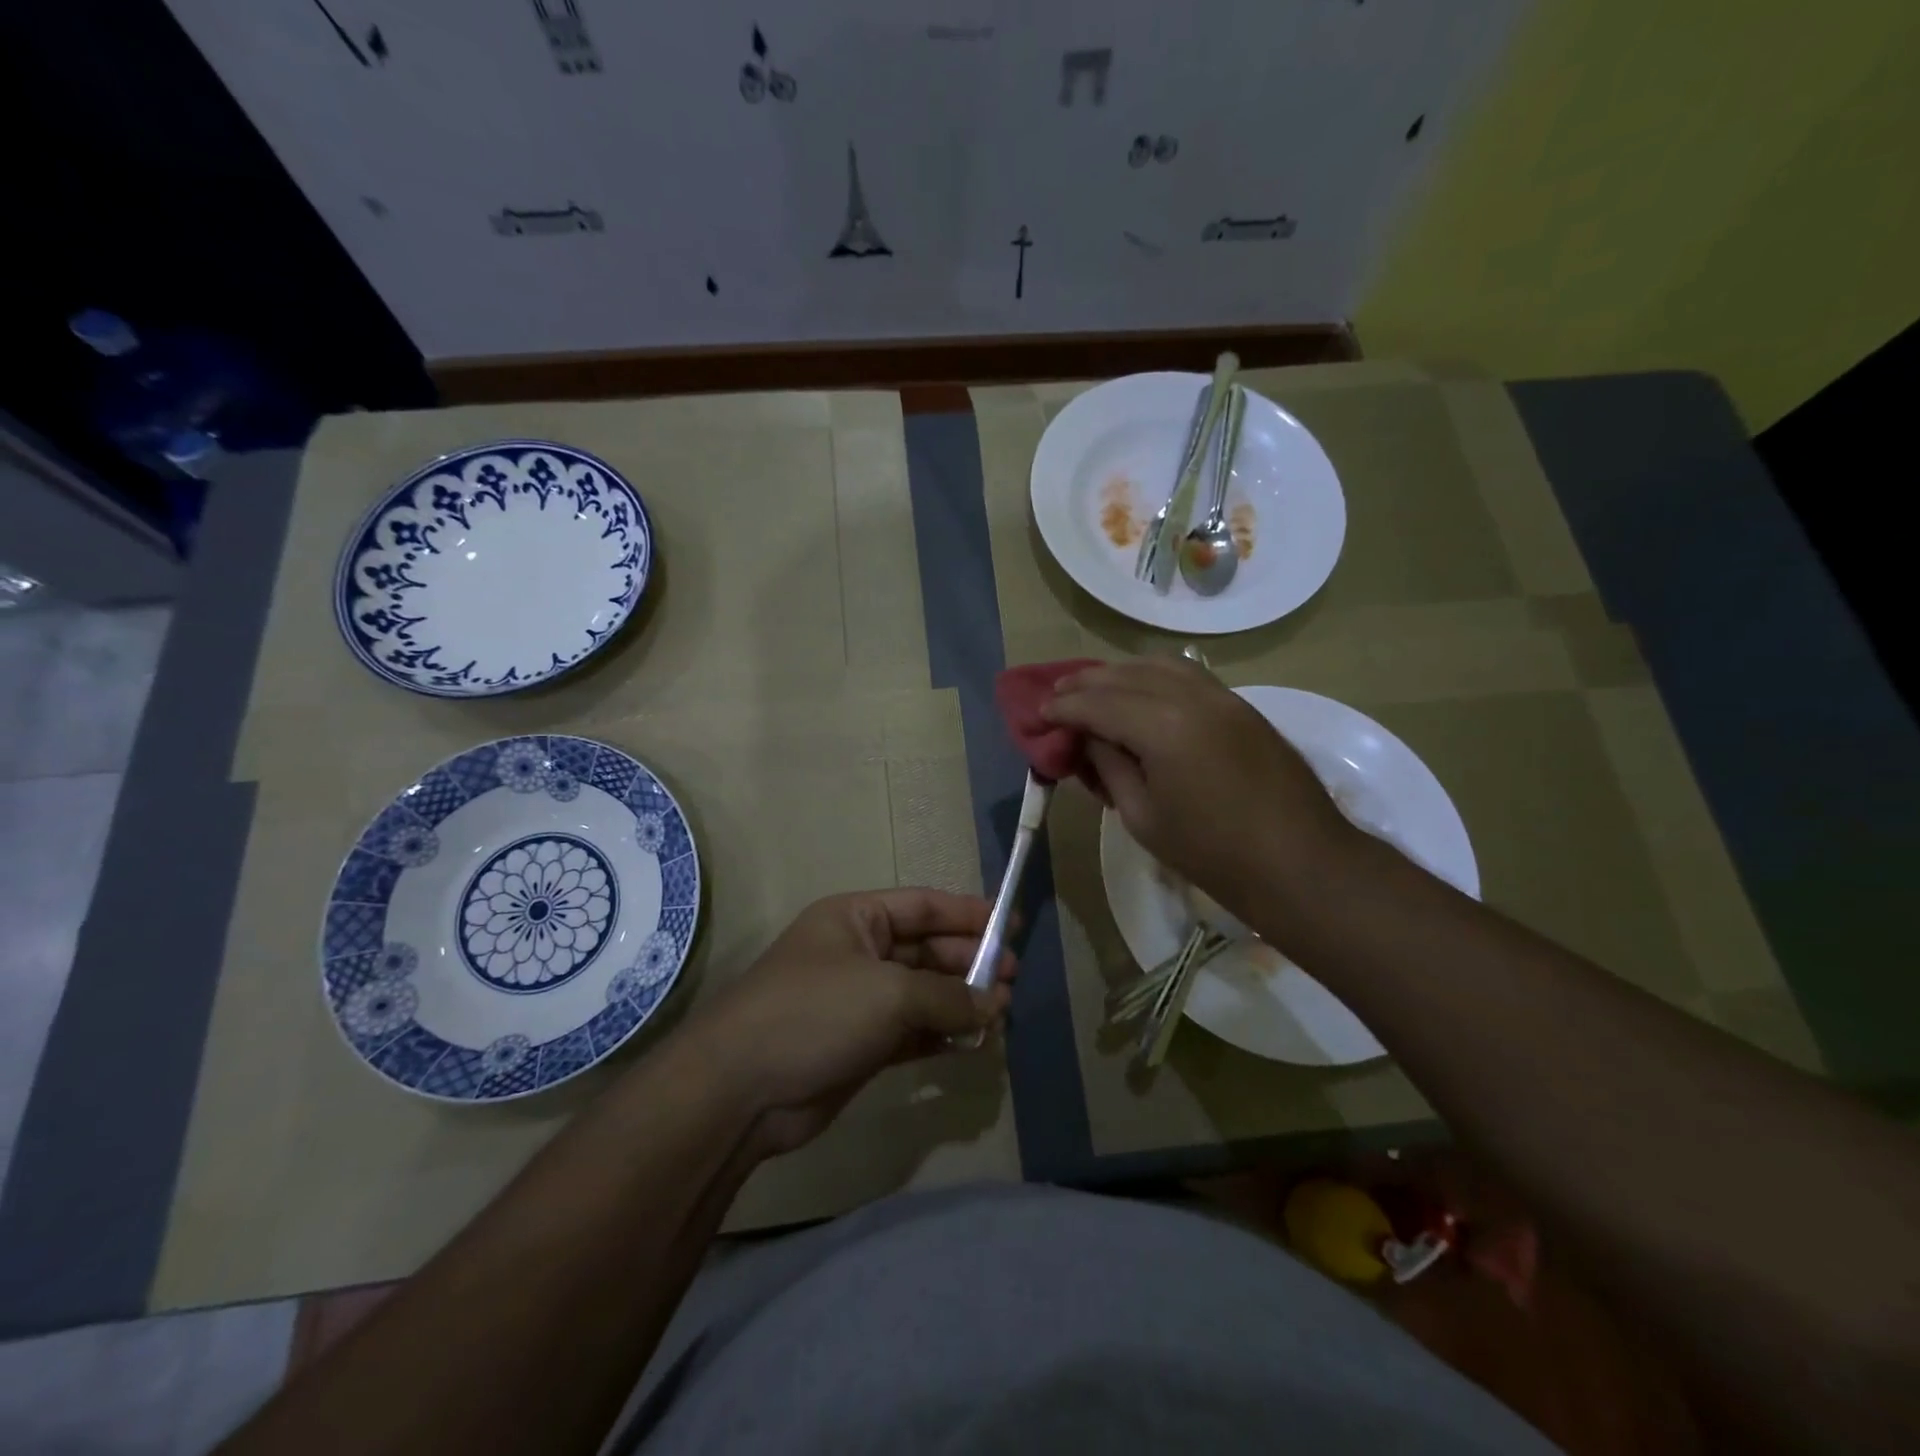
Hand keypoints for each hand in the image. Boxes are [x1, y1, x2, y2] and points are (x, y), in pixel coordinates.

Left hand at [683, 889, 1014, 1156]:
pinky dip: (941, 1034)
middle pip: (926, 949)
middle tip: (1013, 979)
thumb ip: (948, 997)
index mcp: (856, 918)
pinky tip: (972, 1042)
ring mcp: (858, 1001)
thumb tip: (996, 1003)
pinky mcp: (860, 1044)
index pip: (923, 906)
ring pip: (922, 993)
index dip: (968, 914)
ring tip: (1001, 1013)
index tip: (1012, 926)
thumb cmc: (816, 1013)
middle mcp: (858, 952)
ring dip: (959, 1001)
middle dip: (968, 962)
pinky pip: (912, 1030)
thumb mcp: (889, 993)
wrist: (740, 1090)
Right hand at [1044, 656, 1361, 926]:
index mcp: (1162, 727)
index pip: (1097, 704)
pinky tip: (1141, 691)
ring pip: (1158, 665)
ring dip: (1119, 673)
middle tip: (1056, 695)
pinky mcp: (1241, 705)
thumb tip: (1089, 738)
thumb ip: (1109, 767)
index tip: (1039, 715)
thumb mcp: (1142, 817)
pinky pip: (1187, 674)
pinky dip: (1154, 675)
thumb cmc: (1212, 853)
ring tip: (1093, 688)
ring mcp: (1222, 696)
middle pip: (1124, 675)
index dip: (1062, 708)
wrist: (1300, 862)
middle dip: (1084, 683)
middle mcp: (1191, 697)